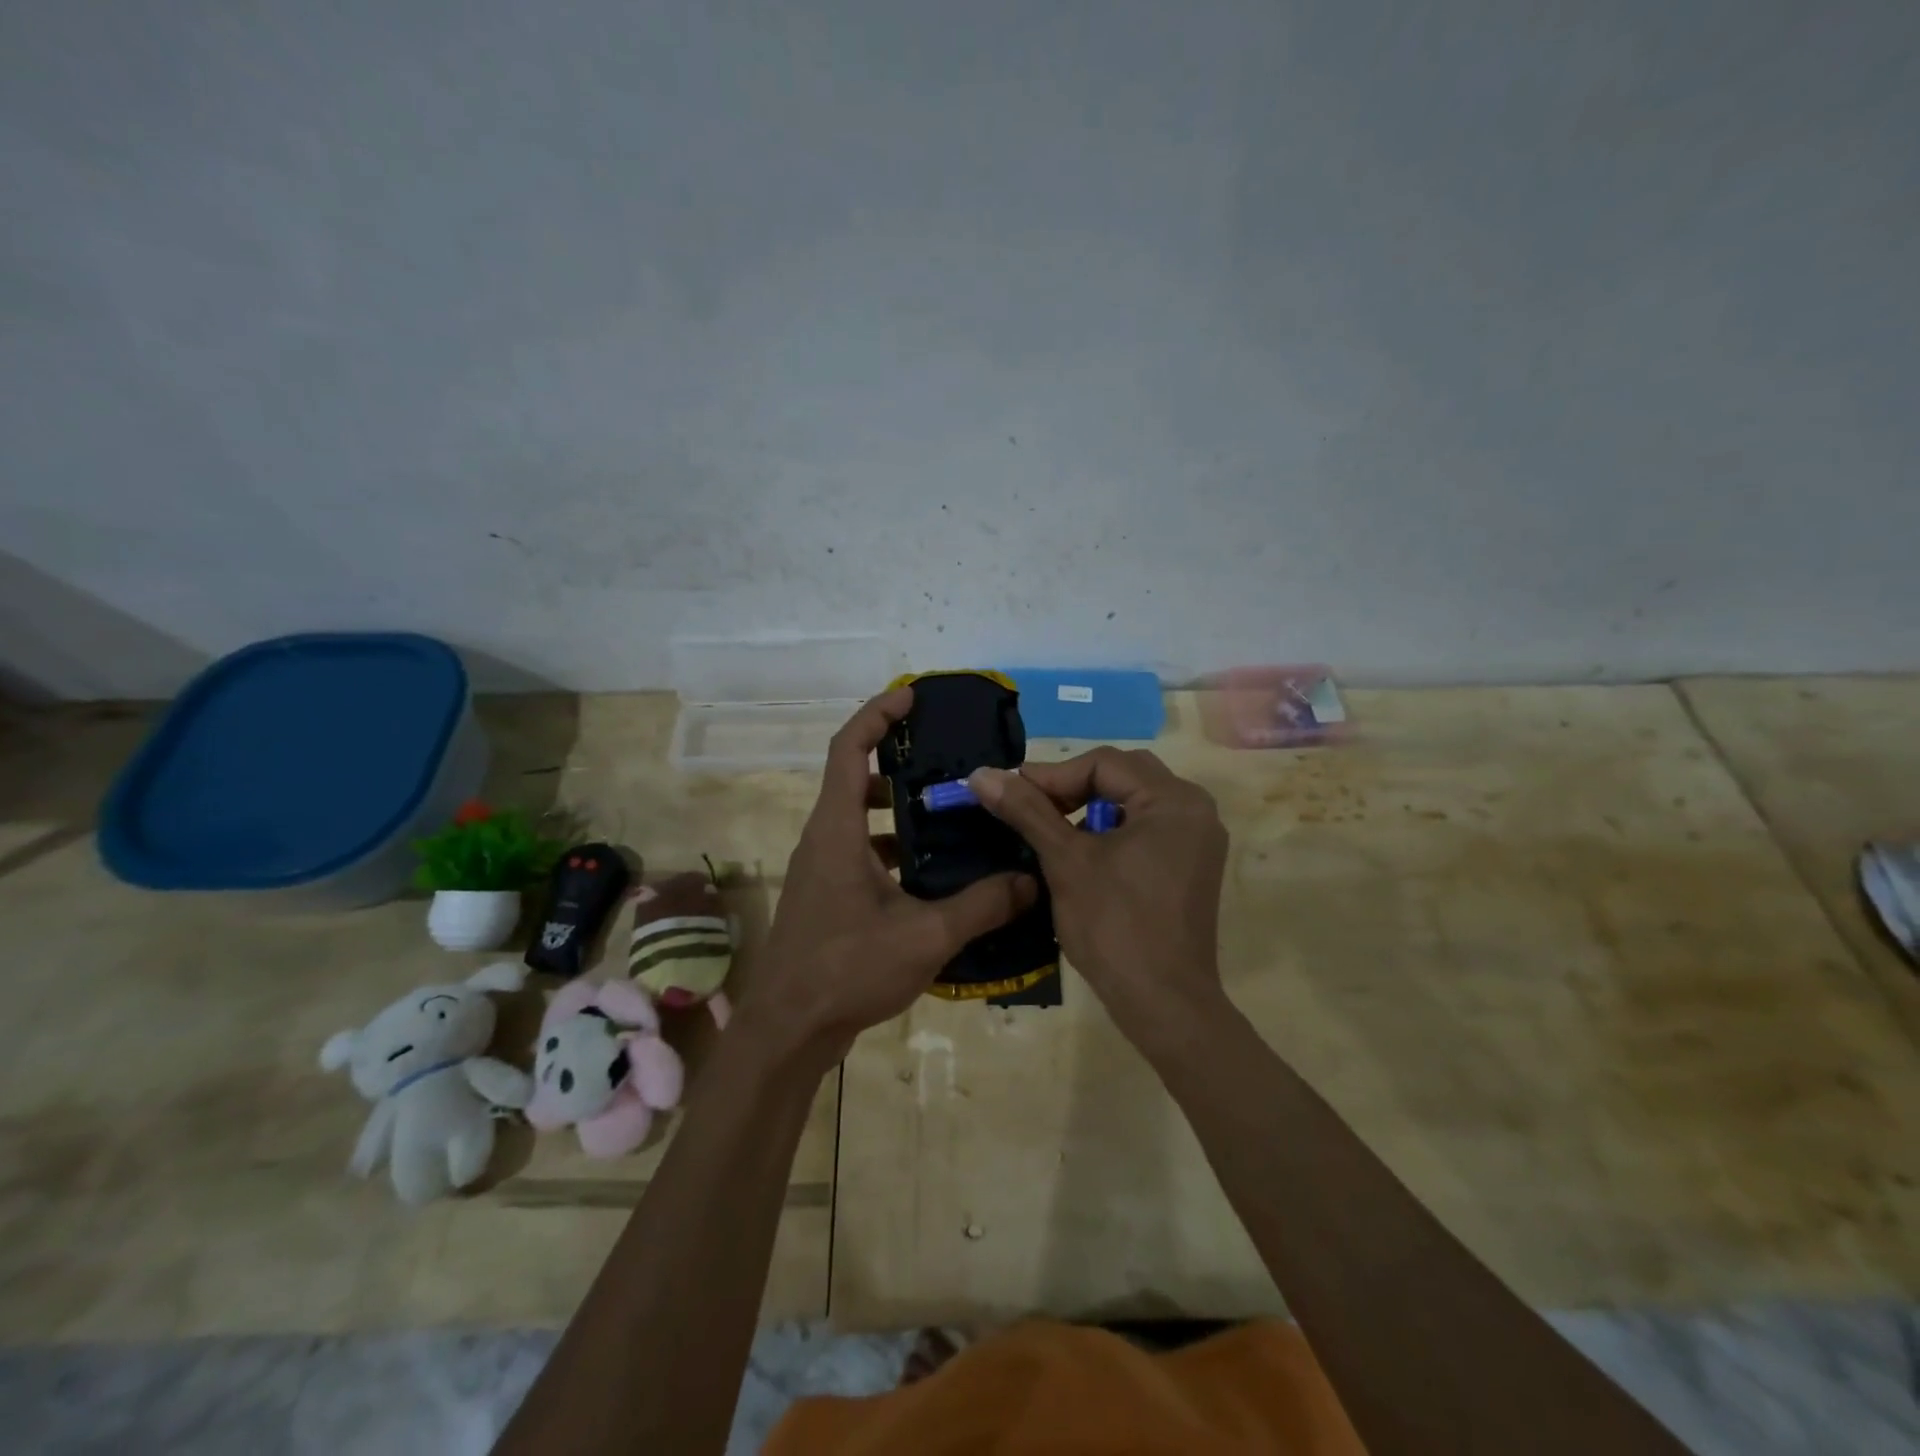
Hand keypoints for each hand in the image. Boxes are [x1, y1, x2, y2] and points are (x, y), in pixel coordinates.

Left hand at [744, 687, 1037, 1065]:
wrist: (788, 1030)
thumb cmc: (847, 969)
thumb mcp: (925, 936)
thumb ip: (981, 905)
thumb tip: (1031, 881)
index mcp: (836, 829)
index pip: (848, 748)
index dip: (877, 715)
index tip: (912, 698)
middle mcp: (823, 838)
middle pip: (855, 777)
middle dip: (898, 760)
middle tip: (947, 762)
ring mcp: (821, 869)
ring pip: (859, 818)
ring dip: (898, 808)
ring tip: (950, 813)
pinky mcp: (827, 896)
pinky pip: (860, 851)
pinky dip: (893, 847)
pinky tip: (933, 872)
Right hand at [970, 748, 1227, 1045]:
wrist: (1163, 1003)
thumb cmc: (1114, 926)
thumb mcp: (1065, 861)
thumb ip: (1026, 810)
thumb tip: (981, 773)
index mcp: (1173, 800)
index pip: (1103, 763)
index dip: (1052, 775)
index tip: (1010, 792)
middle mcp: (1195, 810)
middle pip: (1123, 775)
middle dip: (1072, 787)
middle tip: (1031, 806)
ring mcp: (1198, 840)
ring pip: (1134, 802)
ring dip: (1090, 808)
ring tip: (1051, 830)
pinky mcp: (1191, 867)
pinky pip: (1147, 829)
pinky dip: (1112, 830)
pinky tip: (1083, 854)